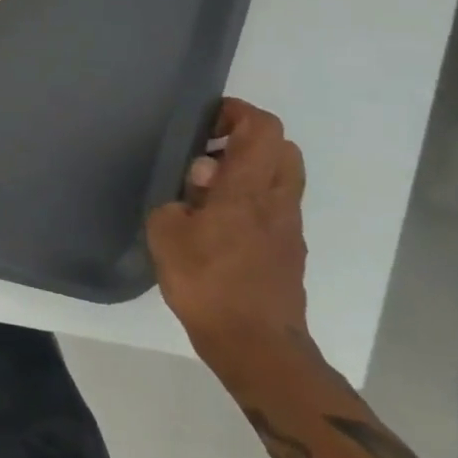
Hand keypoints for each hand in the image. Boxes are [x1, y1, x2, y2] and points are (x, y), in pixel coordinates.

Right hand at [147, 98, 309, 378]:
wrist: (255, 345)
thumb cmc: (206, 282)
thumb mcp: (167, 232)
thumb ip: (180, 197)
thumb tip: (198, 181)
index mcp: (247, 188)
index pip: (262, 129)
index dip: (237, 113)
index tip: (205, 122)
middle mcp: (277, 200)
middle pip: (282, 147)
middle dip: (247, 137)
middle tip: (208, 151)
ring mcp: (289, 226)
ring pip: (283, 175)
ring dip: (251, 167)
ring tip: (209, 186)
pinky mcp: (290, 250)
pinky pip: (277, 204)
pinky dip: (253, 196)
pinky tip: (219, 220)